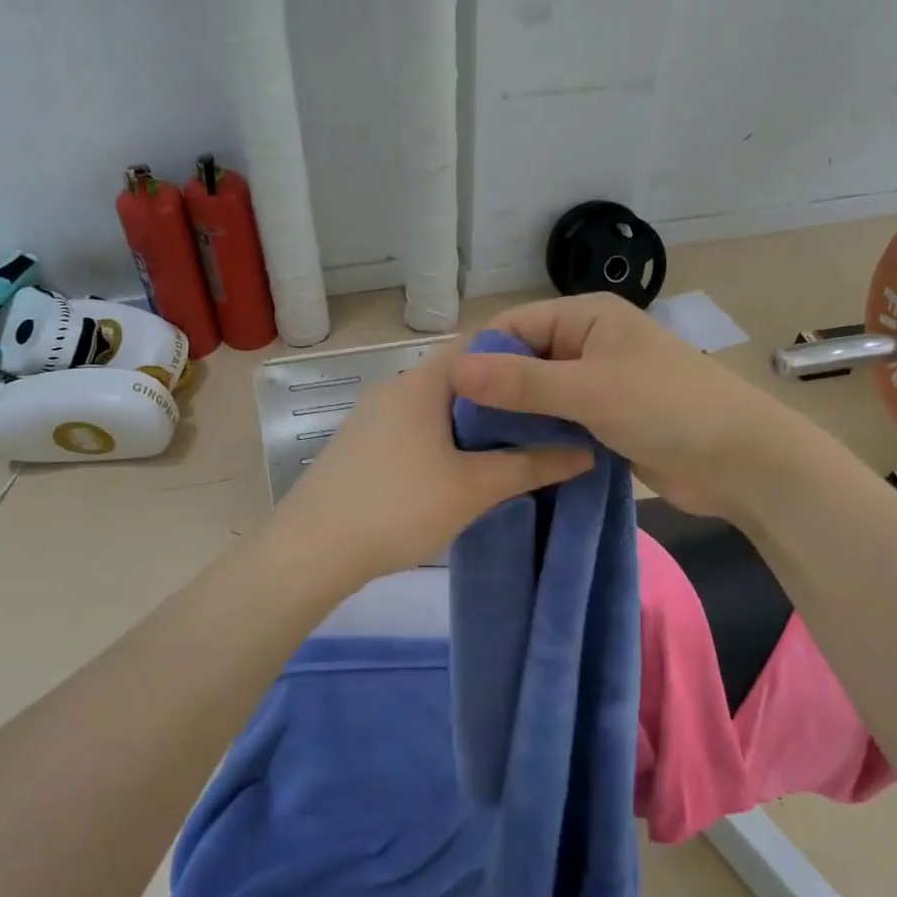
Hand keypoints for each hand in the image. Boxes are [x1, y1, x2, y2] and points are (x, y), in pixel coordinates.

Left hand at [273, 339, 594, 587]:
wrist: (311, 551)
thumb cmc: (397, 507)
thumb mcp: (473, 488)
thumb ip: (531, 466)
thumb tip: (585, 451)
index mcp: (422, 382)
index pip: (480, 344)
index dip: (522, 356)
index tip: (555, 383)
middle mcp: (394, 387)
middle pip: (460, 377)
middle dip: (503, 397)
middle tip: (545, 423)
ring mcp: (372, 416)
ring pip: (436, 406)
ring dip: (473, 423)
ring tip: (512, 450)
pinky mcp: (361, 445)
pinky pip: (415, 428)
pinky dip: (445, 440)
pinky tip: (461, 471)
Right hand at [450, 294, 785, 516]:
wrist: (740, 461)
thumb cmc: (668, 408)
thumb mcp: (590, 389)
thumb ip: (522, 381)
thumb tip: (454, 369)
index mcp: (586, 316)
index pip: (513, 326)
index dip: (478, 357)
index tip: (443, 397)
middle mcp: (587, 343)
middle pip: (523, 361)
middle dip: (492, 391)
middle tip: (452, 431)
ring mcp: (596, 384)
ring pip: (538, 396)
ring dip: (513, 418)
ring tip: (471, 449)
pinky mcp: (604, 420)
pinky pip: (557, 422)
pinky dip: (536, 437)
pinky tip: (507, 460)